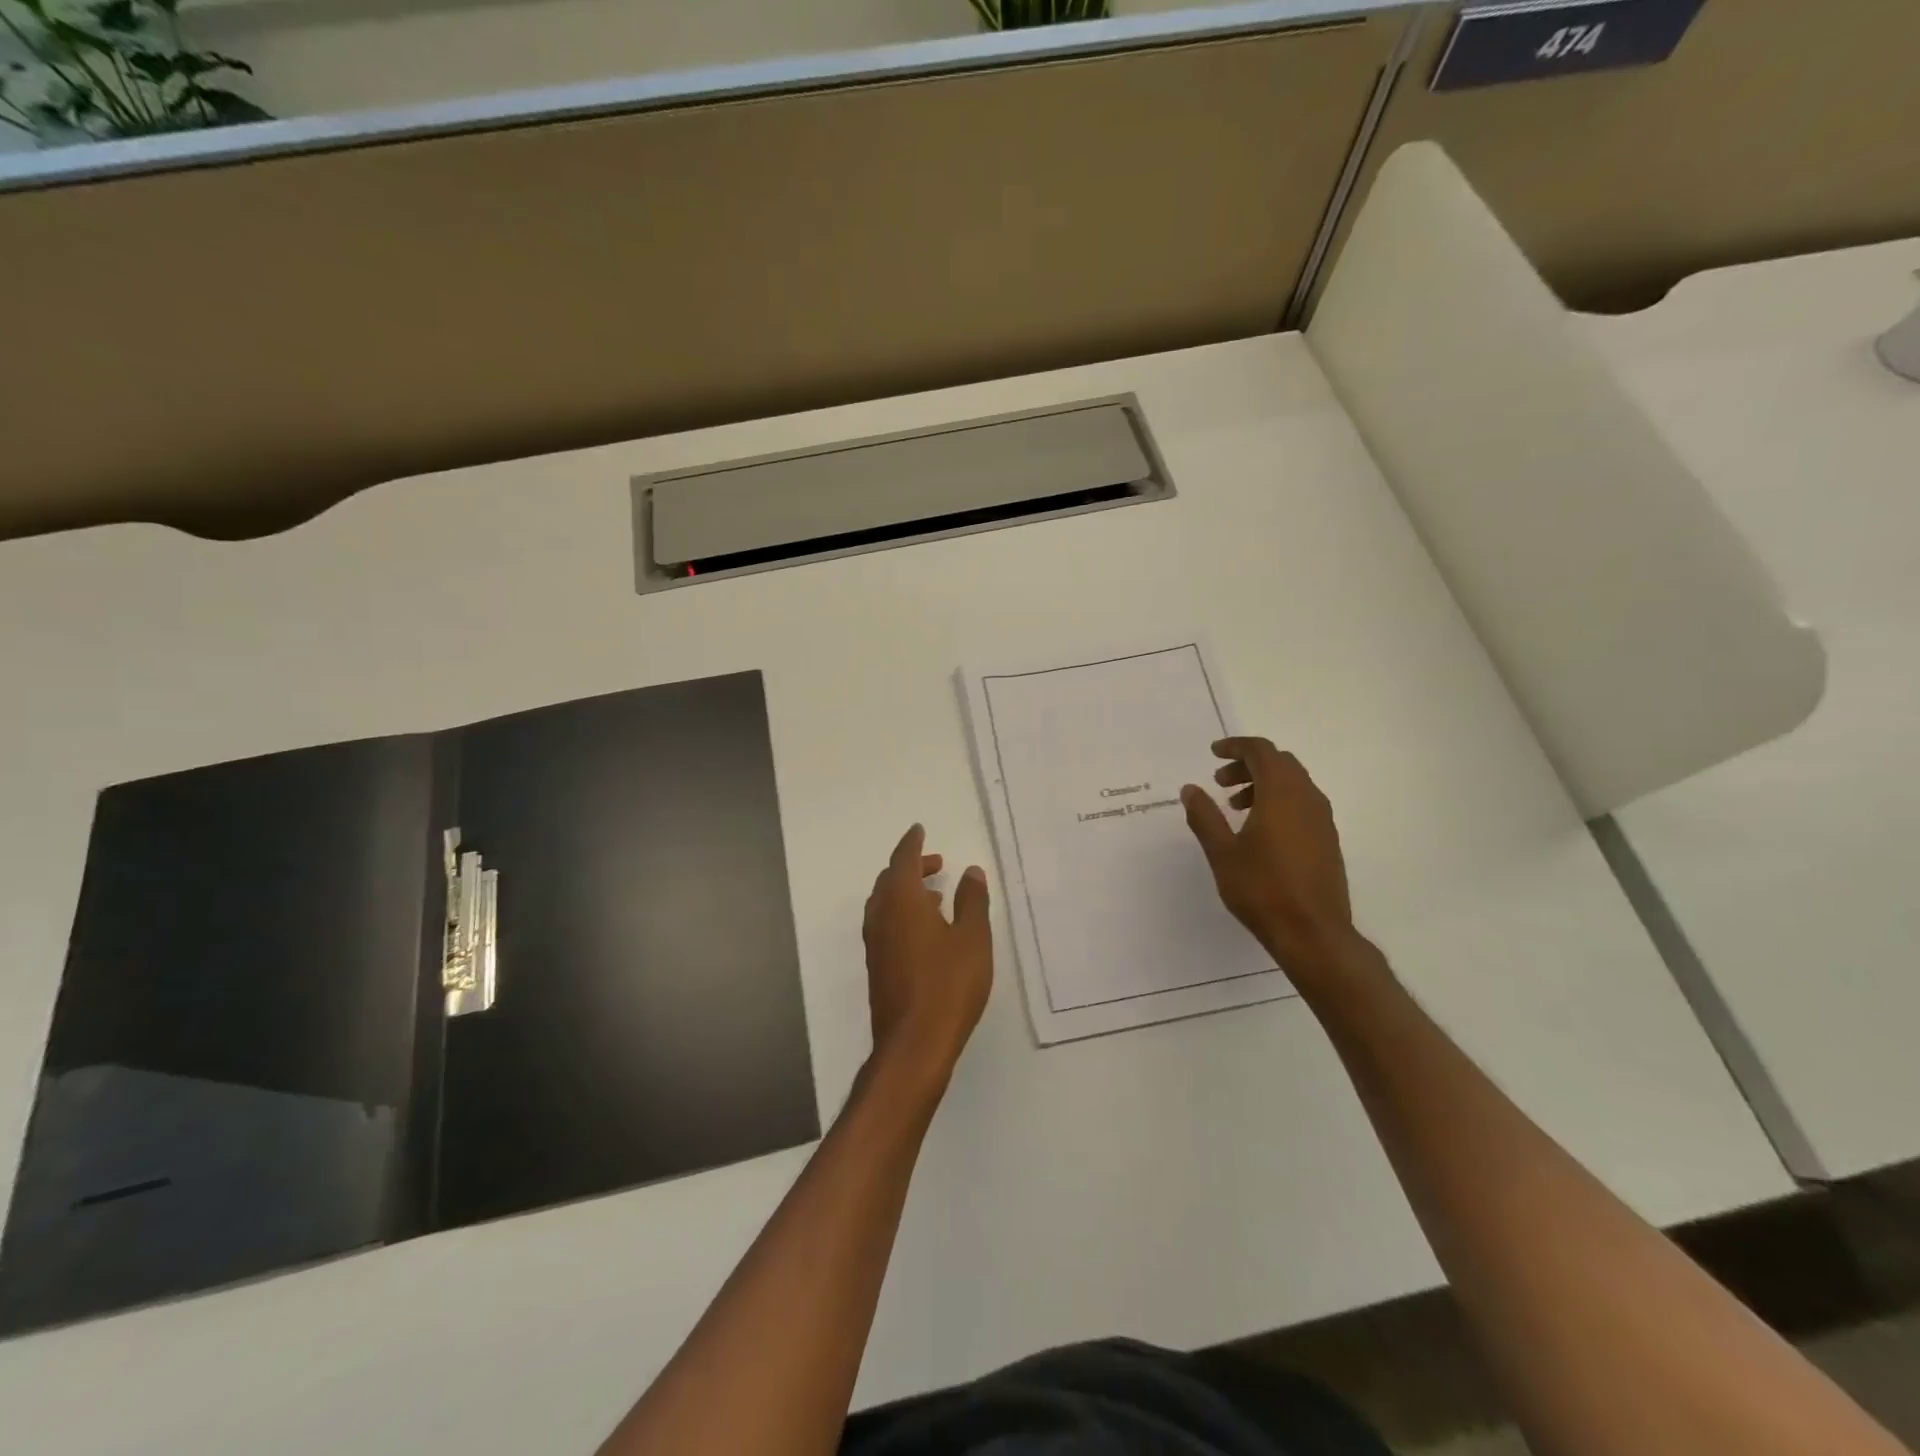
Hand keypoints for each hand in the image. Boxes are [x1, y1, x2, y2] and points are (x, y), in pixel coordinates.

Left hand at [862, 825, 992, 1084]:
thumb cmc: (949, 984)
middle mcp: (881, 916)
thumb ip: (972, 901)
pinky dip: (902, 913)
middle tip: (936, 863)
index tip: (919, 830)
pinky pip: (886, 924)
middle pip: (890, 879)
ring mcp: (875, 943)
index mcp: (901, 901)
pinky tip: (926, 931)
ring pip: (885, 903)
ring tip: (936, 895)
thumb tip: (970, 871)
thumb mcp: (973, 938)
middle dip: (911, 866)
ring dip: (906, 891)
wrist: (914, 1043)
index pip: (903, 859)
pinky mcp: (877, 966)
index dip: (913, 843)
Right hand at [1181, 738, 1358, 978]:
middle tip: (1220, 781)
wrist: (1313, 933)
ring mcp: (1322, 820)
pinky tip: (1259, 830)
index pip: (1262, 751)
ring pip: (1293, 783)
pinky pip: (1302, 803)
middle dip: (1248, 765)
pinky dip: (1279, 802)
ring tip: (1235, 806)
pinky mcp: (1328, 840)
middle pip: (1280, 763)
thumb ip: (1205, 816)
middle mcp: (1307, 798)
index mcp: (1282, 794)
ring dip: (1263, 784)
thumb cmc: (1262, 889)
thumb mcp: (1222, 853)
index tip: (1213, 753)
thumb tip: (1191, 789)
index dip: (1236, 747)